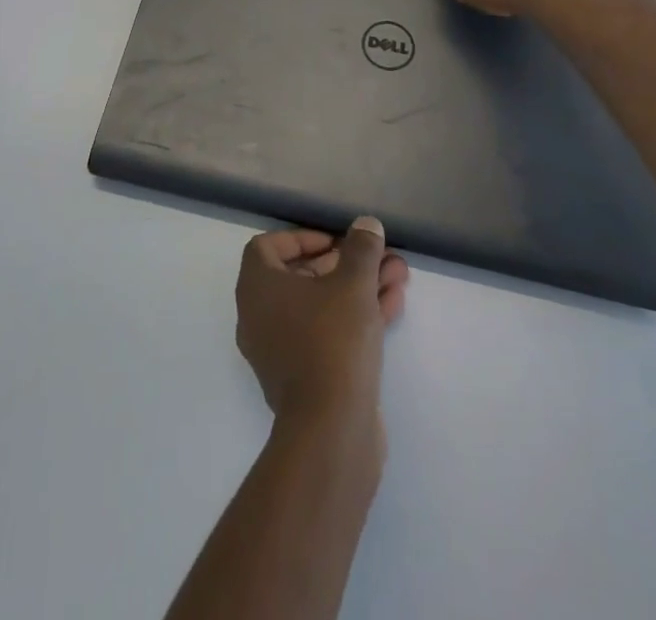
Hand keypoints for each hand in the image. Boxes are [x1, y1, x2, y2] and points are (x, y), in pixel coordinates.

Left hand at [236, 218, 409, 429]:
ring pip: (322, 306)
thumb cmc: (332, 341)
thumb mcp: (352, 285)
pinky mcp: (305, 378)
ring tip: (398, 275)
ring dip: (358, 287)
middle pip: (302, 276)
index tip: (335, 241)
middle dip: (344, 263)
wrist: (331, 431)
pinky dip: (356, 317)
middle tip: (378, 256)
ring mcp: (281, 350)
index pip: (267, 248)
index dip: (301, 238)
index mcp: (257, 288)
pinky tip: (393, 305)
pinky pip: (328, 334)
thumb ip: (360, 250)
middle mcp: (261, 316)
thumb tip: (366, 225)